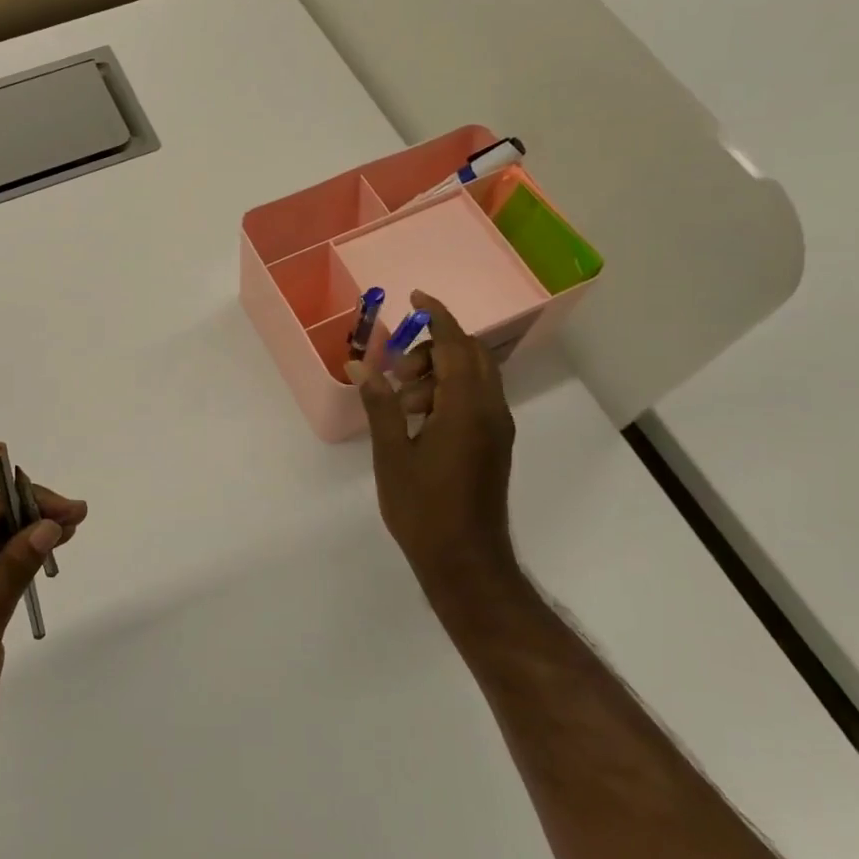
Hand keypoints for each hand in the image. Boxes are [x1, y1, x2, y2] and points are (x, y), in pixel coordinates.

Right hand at [347, 291, 521, 633]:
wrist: (467, 563)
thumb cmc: (424, 510)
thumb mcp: (392, 454)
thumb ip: (380, 404)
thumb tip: (361, 364)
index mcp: (466, 408)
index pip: (455, 344)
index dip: (437, 314)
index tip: (414, 296)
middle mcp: (491, 410)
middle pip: (470, 354)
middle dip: (432, 347)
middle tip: (396, 368)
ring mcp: (498, 428)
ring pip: (474, 376)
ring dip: (439, 372)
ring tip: (401, 402)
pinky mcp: (496, 443)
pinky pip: (477, 398)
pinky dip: (449, 391)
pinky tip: (419, 418)